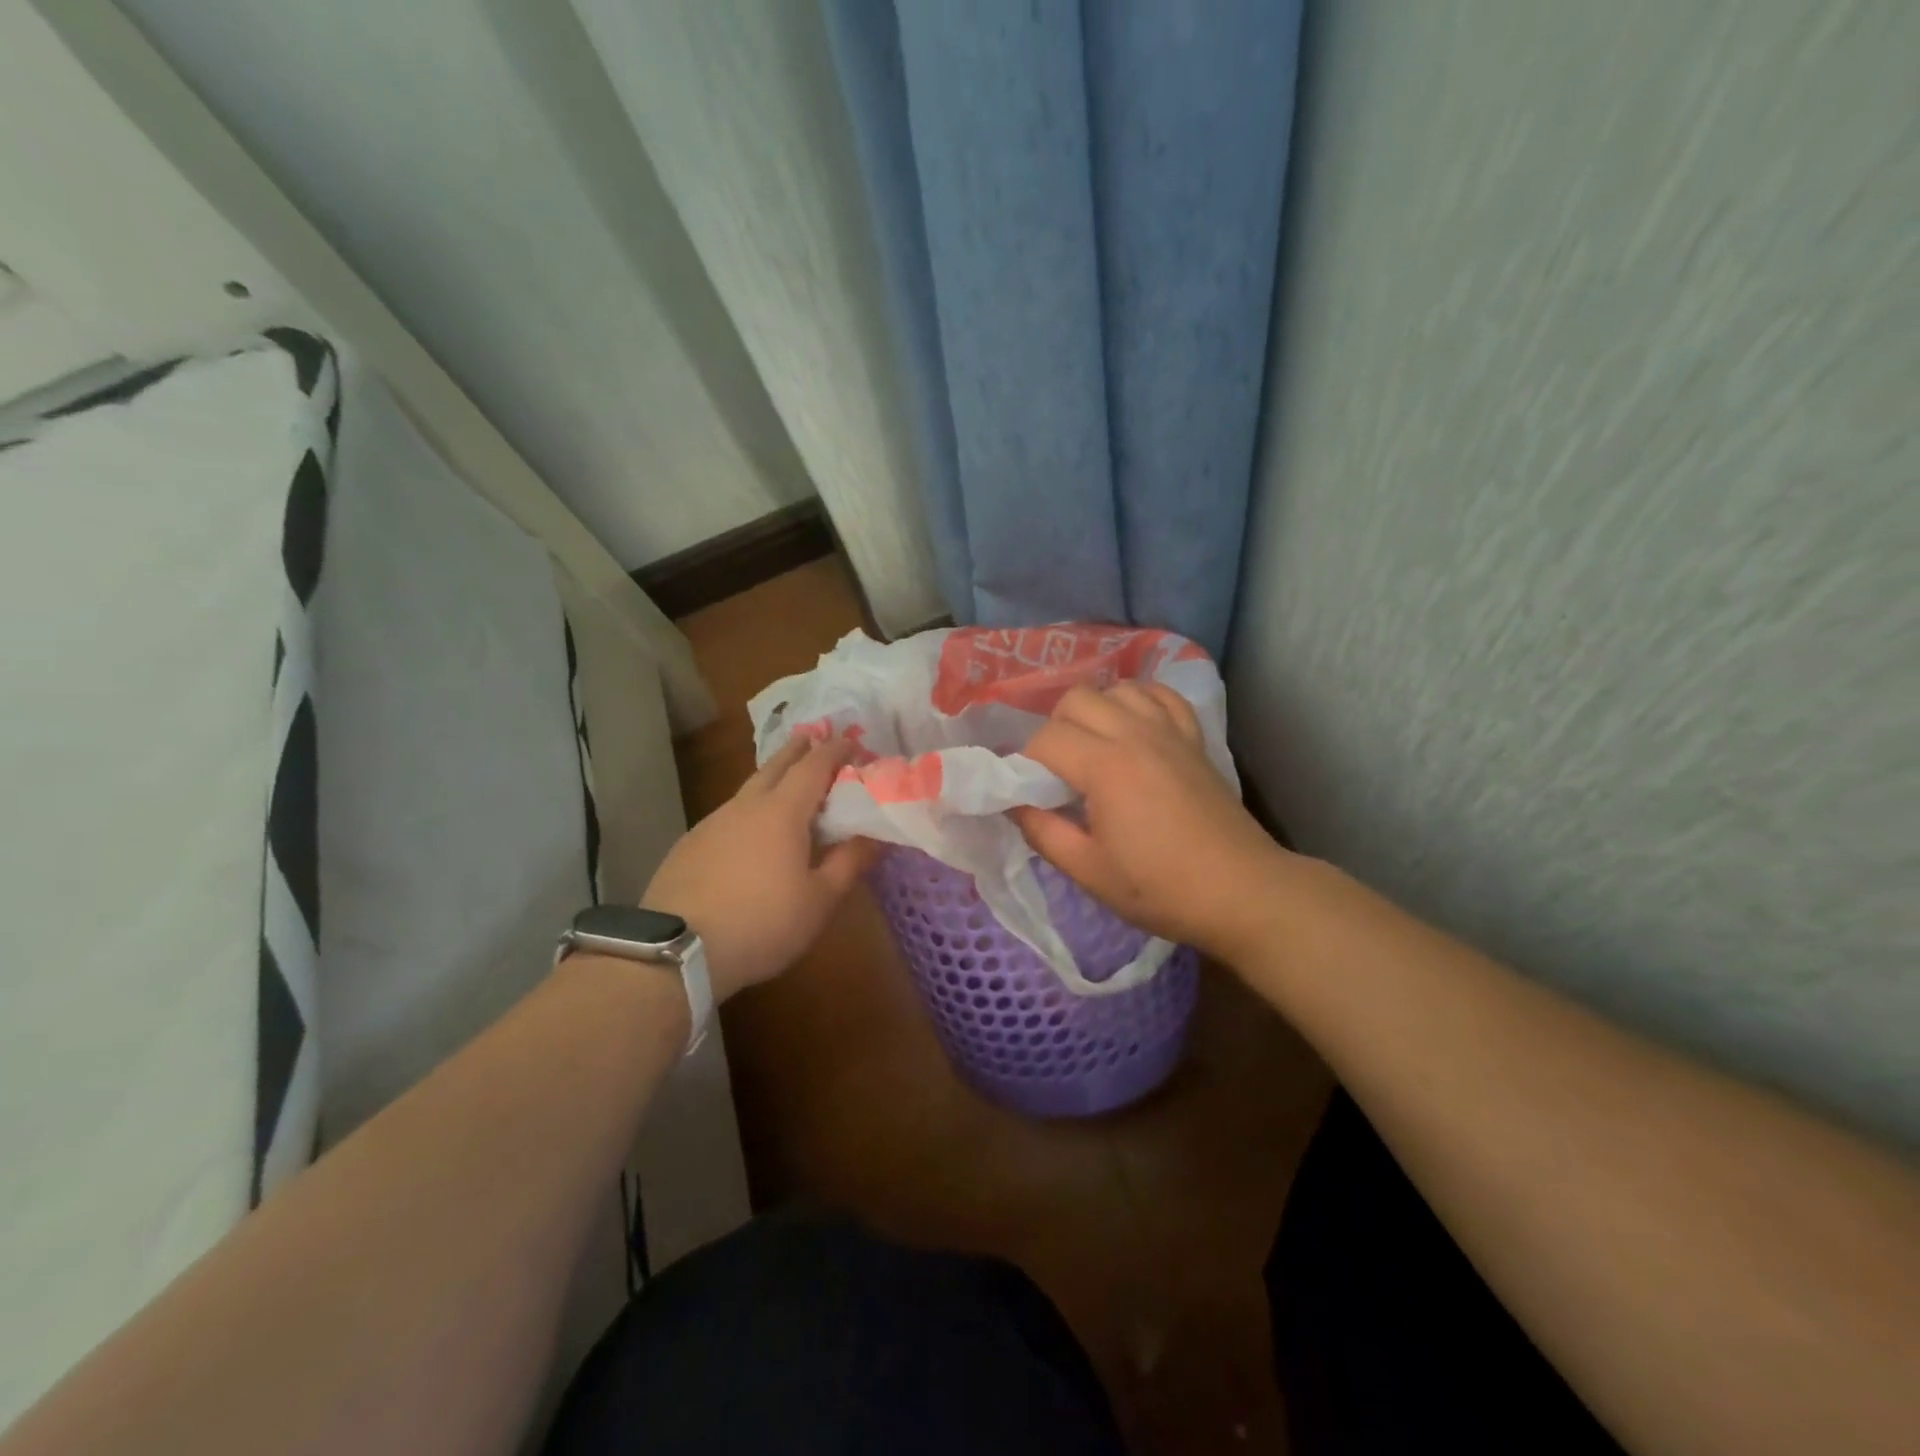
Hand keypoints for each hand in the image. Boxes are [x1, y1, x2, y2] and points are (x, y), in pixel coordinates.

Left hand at [642, 735, 878, 1001]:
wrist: (677, 951)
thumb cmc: (762, 923)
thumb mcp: (819, 901)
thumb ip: (849, 863)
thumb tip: (876, 835)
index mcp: (782, 812)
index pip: (814, 765)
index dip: (836, 750)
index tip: (854, 742)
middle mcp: (746, 806)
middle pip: (776, 765)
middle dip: (799, 749)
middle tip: (816, 739)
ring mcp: (713, 822)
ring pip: (750, 788)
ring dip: (773, 778)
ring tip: (788, 786)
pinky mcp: (690, 844)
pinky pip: (730, 813)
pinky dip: (750, 808)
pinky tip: (751, 831)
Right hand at [1010, 683, 1291, 959]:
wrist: (1241, 892)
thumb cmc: (1160, 888)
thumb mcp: (1088, 871)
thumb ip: (1042, 832)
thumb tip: (1013, 804)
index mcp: (1105, 766)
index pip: (1045, 738)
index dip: (1027, 763)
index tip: (1030, 793)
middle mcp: (1135, 734)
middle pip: (1076, 699)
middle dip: (1055, 728)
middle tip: (1057, 771)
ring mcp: (1169, 731)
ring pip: (1118, 688)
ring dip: (1096, 711)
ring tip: (1094, 748)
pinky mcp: (1194, 738)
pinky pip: (1162, 695)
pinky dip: (1140, 701)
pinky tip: (1134, 727)